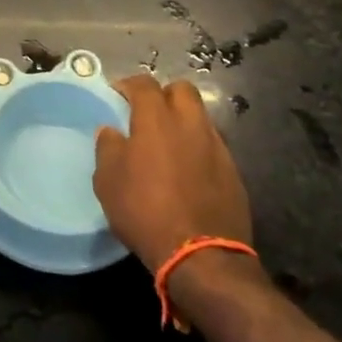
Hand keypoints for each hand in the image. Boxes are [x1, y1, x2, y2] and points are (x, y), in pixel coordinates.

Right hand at [93, 75, 252, 272]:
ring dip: (184, 122)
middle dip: (164, 95)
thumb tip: (111, 131)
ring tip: (169, 144)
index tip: (118, 96)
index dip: (129, 85)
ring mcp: (217, 147)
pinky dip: (199, 149)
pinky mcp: (234, 173)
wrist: (202, 258)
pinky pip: (213, 147)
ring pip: (201, 117)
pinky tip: (189, 171)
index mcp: (157, 119)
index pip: (144, 84)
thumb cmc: (146, 212)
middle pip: (182, 90)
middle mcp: (190, 124)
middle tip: (149, 114)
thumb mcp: (108, 182)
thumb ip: (107, 148)